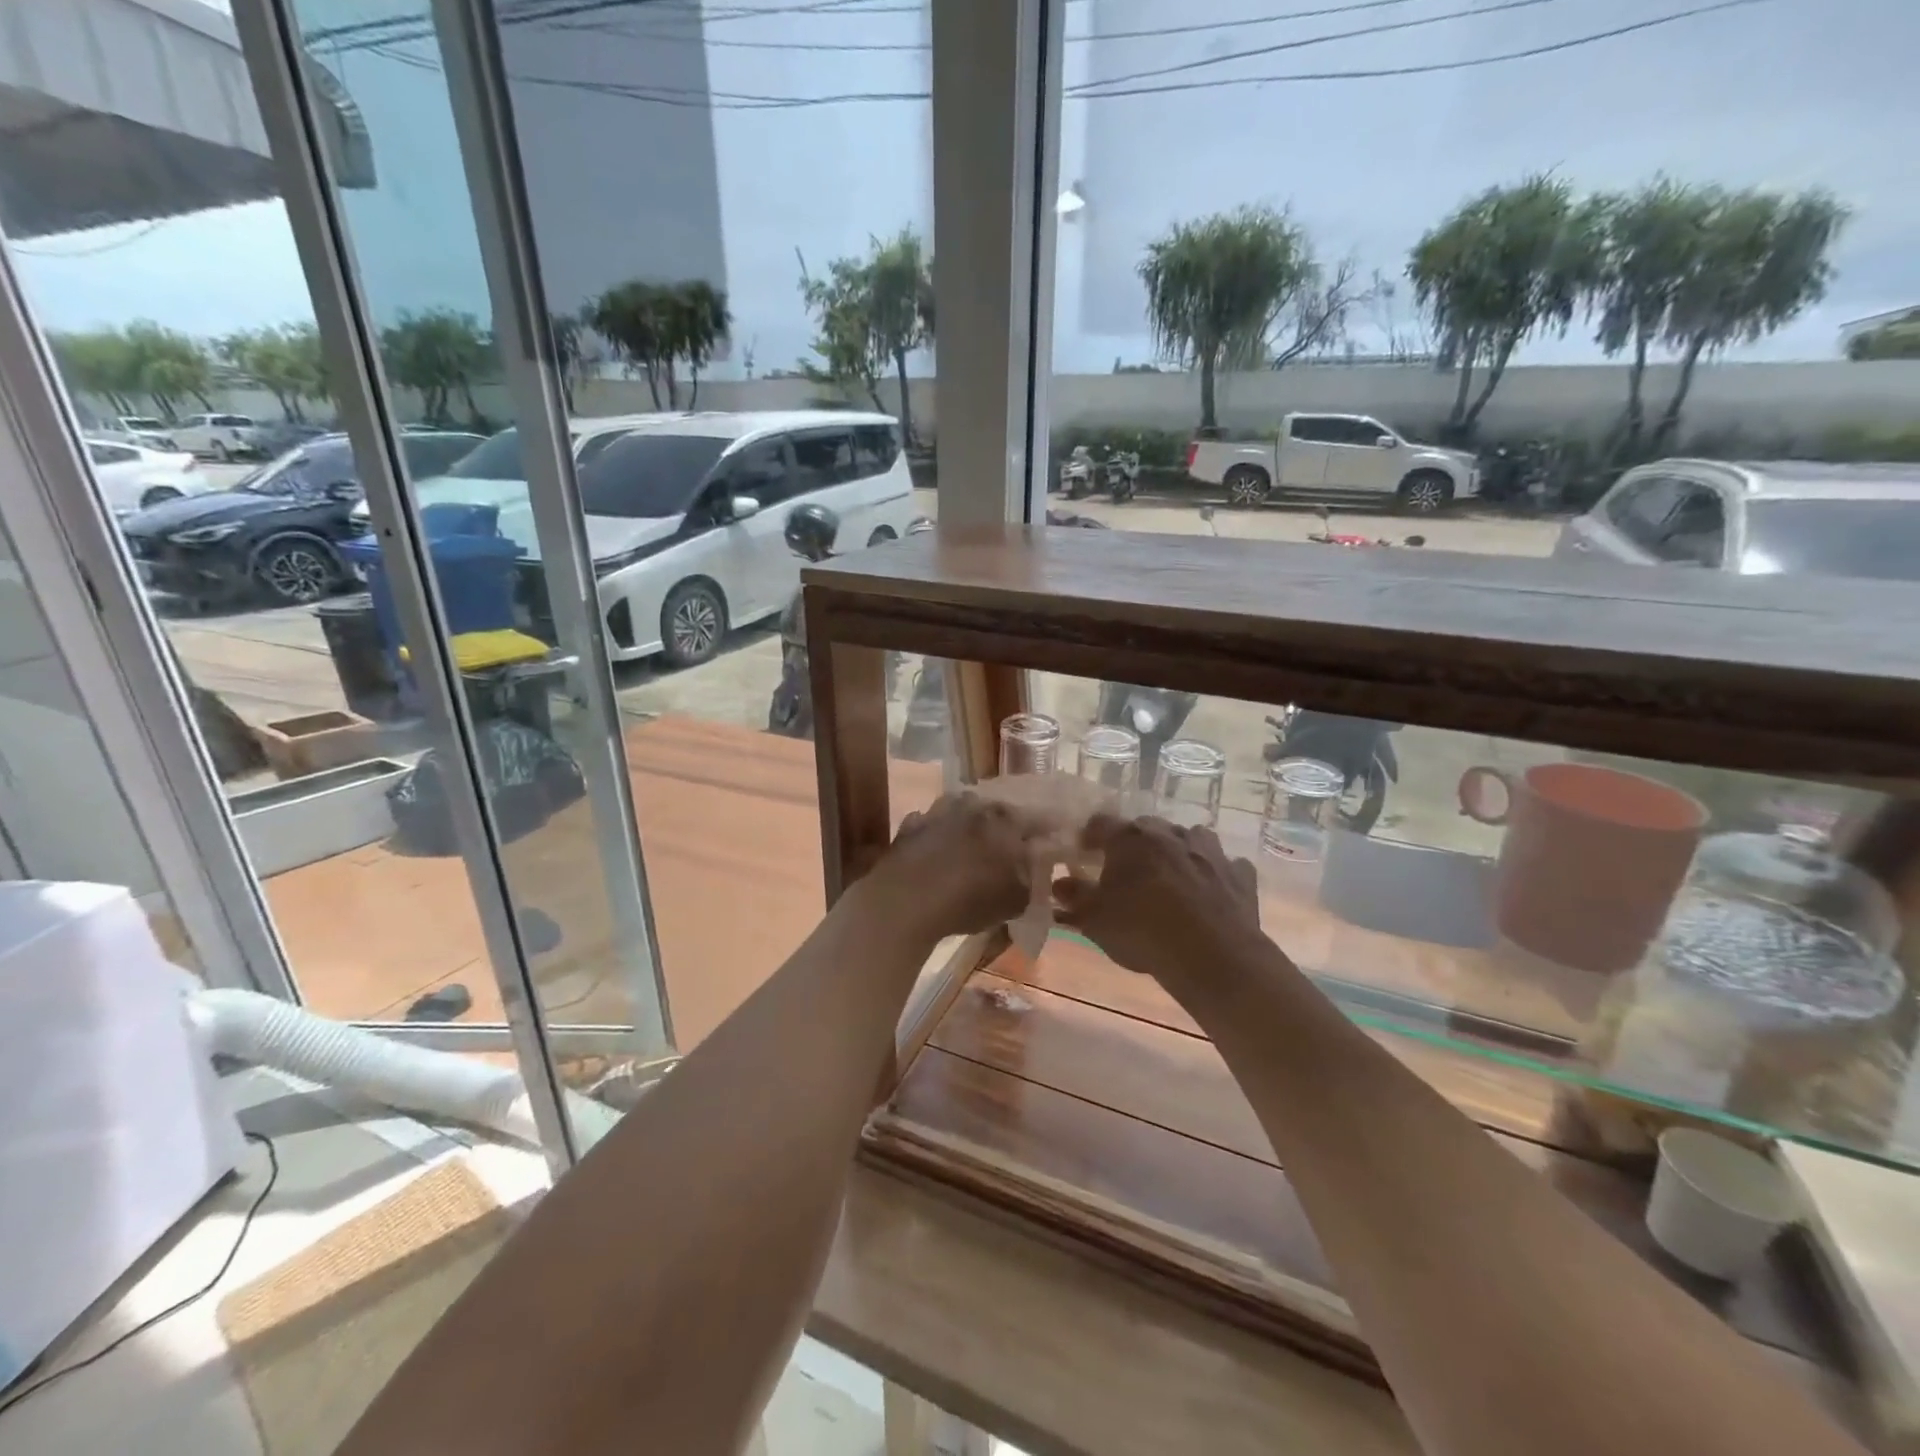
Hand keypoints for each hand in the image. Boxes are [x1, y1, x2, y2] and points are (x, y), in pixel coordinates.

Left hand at [864, 793, 1039, 941]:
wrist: (906, 899)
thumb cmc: (970, 899)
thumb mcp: (1016, 900)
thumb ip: (1031, 879)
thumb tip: (1035, 869)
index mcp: (1007, 818)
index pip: (1037, 819)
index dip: (1045, 832)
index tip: (1051, 841)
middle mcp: (975, 804)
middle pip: (998, 811)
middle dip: (1005, 826)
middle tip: (1009, 846)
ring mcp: (939, 810)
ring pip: (963, 812)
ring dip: (970, 826)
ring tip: (972, 847)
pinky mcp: (912, 824)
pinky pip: (933, 826)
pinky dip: (939, 837)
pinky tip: (938, 854)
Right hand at [1054, 815, 1265, 999]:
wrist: (1213, 957)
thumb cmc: (1143, 931)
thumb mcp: (1094, 919)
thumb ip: (1074, 898)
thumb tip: (1060, 884)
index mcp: (1130, 838)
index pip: (1100, 823)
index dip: (1089, 837)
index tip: (1083, 854)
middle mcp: (1170, 833)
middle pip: (1145, 829)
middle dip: (1134, 846)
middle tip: (1126, 872)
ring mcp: (1210, 850)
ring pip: (1188, 839)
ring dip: (1176, 853)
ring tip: (1169, 879)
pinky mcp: (1240, 873)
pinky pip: (1223, 865)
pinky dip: (1213, 873)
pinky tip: (1208, 892)